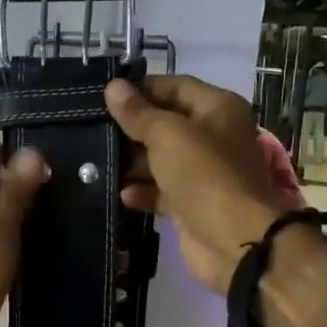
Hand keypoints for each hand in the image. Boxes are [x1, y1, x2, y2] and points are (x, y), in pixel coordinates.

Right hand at [103, 76, 289, 294]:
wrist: (234, 240)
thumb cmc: (204, 175)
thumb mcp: (167, 135)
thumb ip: (138, 113)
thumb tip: (114, 87)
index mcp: (217, 109)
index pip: (175, 86)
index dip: (141, 89)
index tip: (104, 96)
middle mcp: (213, 136)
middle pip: (165, 124)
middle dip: (131, 128)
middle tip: (92, 130)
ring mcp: (202, 172)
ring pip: (160, 159)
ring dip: (131, 163)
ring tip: (95, 163)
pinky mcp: (191, 204)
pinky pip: (161, 191)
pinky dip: (142, 191)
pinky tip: (120, 194)